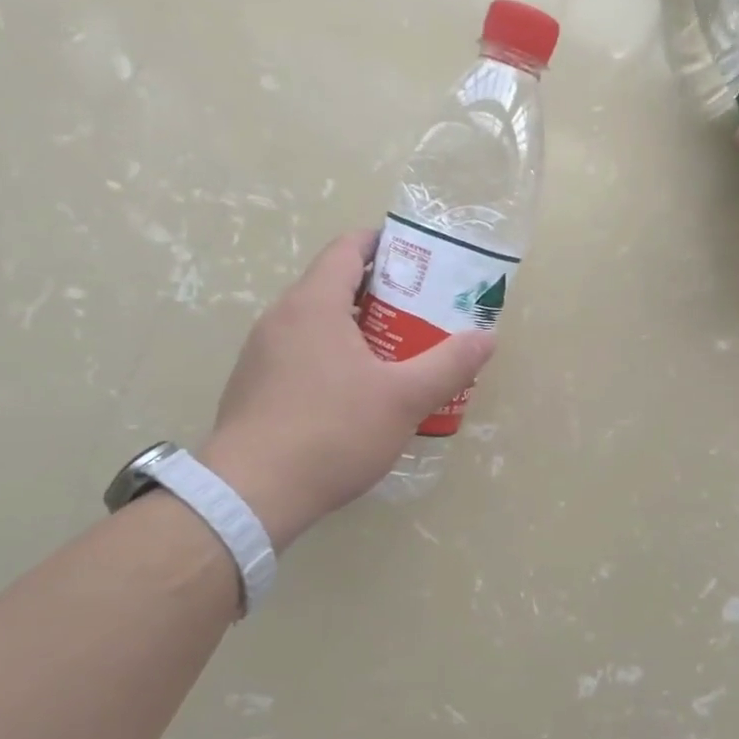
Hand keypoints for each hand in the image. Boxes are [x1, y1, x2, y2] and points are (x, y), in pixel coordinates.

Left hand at [198, 231, 495, 550]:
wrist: (251, 493)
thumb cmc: (332, 432)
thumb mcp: (403, 399)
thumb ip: (448, 365)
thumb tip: (486, 338)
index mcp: (313, 304)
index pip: (347, 248)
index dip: (383, 244)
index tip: (418, 260)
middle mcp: (280, 318)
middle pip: (332, 285)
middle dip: (379, 293)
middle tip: (420, 313)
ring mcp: (260, 354)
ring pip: (315, 324)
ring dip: (354, 328)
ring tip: (394, 354)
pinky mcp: (252, 387)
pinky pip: (298, 354)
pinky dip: (330, 357)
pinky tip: (353, 395)